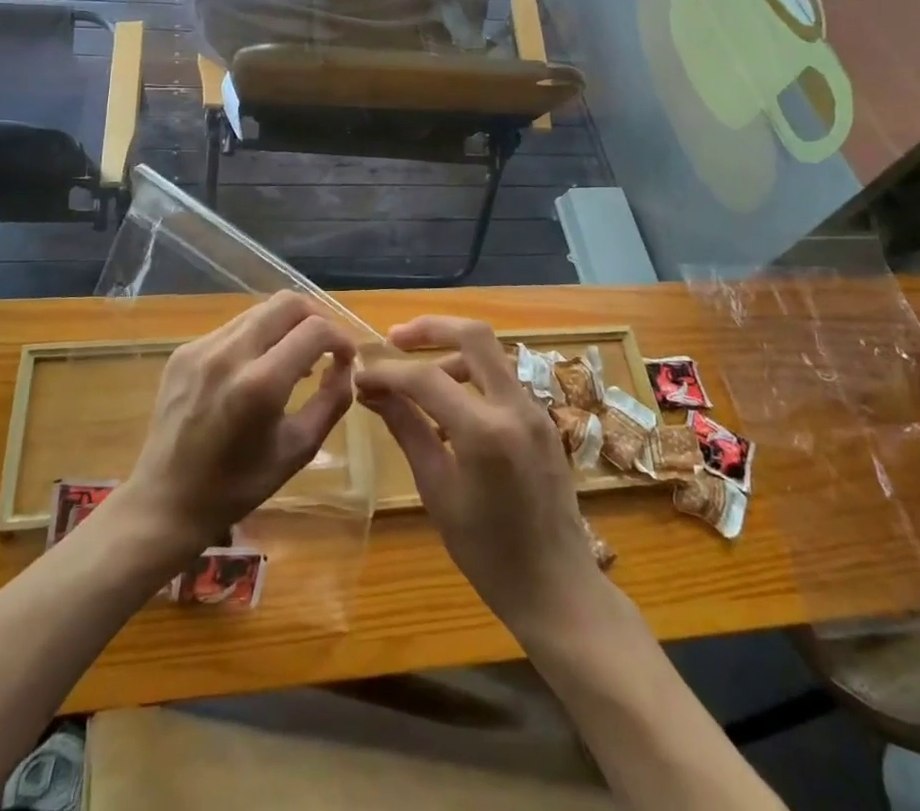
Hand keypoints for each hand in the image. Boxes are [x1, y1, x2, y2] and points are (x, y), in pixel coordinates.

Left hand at [119, 291, 358, 553]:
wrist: (165, 501)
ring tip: (293, 359)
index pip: (315, 329)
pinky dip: (257, 338)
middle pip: (287, 302)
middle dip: (316, 317)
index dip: (341, 338)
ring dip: (286, 326)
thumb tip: (345, 365)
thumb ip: (331, 400)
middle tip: (326, 346)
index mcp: (260, 383)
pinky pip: (233, 328)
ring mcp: (201, 347)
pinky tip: (257, 369)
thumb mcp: (298, 450)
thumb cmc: (238, 485)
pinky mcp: (184, 351)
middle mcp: (229, 353)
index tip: (346, 358)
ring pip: (259, 310)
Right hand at [356, 316, 604, 635]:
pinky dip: (471, 379)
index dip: (388, 372)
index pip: (426, 378)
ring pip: (490, 354)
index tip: (360, 376)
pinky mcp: (543, 421)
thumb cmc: (489, 554)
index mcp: (486, 431)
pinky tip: (449, 410)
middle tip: (394, 338)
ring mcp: (536, 411)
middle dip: (430, 328)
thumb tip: (372, 391)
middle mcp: (516, 407)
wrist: (558, 590)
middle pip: (473, 336)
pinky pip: (502, 381)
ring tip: (416, 385)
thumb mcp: (438, 491)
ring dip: (451, 354)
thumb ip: (407, 430)